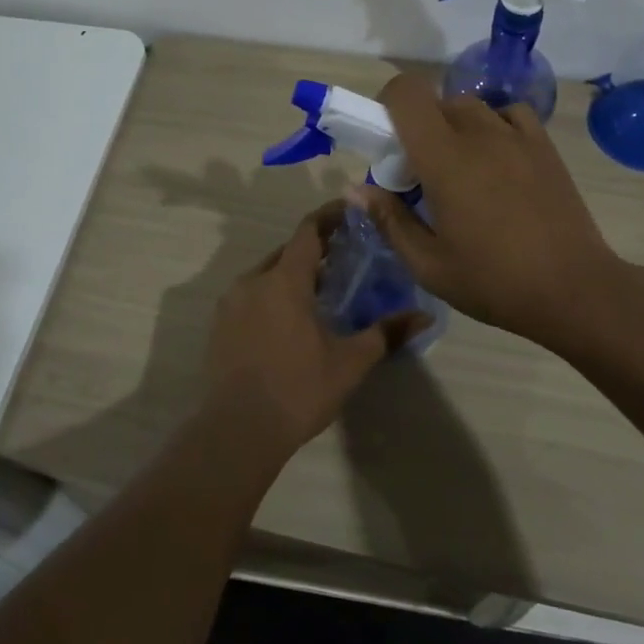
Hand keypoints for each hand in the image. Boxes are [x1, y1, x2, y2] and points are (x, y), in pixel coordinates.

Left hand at [203, 203, 428, 459]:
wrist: (237, 432)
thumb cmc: (298, 389)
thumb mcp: (350, 362)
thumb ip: (386, 333)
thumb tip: (424, 316)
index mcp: (284, 281)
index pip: (308, 231)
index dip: (329, 217)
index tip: (350, 212)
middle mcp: (253, 281)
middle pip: (286, 252)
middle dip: (314, 250)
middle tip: (343, 258)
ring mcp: (230, 304)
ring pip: (266, 274)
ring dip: (291, 274)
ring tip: (319, 292)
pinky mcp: (219, 326)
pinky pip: (250, 296)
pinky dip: (272, 295)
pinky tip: (288, 320)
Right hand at [360, 74, 637, 348]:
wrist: (574, 289)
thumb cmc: (494, 281)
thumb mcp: (429, 264)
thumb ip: (389, 220)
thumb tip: (356, 188)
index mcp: (444, 159)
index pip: (407, 94)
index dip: (388, 105)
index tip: (387, 144)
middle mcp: (479, 134)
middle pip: (437, 103)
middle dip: (419, 129)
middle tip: (423, 175)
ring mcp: (517, 136)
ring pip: (472, 107)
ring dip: (455, 128)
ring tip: (463, 171)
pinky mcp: (544, 146)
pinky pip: (510, 115)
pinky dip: (495, 126)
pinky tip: (498, 161)